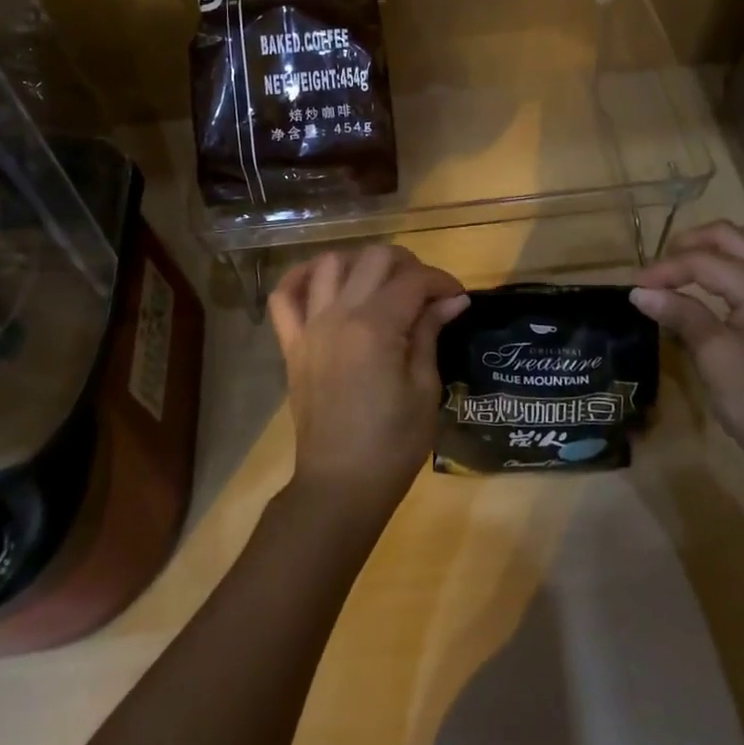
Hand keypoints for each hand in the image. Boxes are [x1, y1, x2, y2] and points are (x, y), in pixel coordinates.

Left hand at [268, 245, 468, 523]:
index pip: (414, 280)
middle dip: (408, 264)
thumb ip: (430, 333)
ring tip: (380, 284)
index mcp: (376, 327)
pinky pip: (284, 296)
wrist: (340, 486)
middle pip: (374, 258)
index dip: (442, 281)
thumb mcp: (424, 389)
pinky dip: (301, 277)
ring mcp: (310, 326)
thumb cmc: (392, 444)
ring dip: (361, 263)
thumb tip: (452, 300)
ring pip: (330, 263)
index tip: (458, 297)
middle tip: (426, 290)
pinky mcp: (292, 343)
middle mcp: (339, 314)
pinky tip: (323, 280)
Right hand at [630, 220, 743, 484]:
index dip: (664, 270)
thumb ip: (681, 315)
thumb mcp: (715, 358)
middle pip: (730, 237)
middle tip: (657, 270)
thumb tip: (639, 292)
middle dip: (689, 246)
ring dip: (717, 247)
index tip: (632, 286)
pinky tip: (734, 279)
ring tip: (687, 267)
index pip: (703, 261)